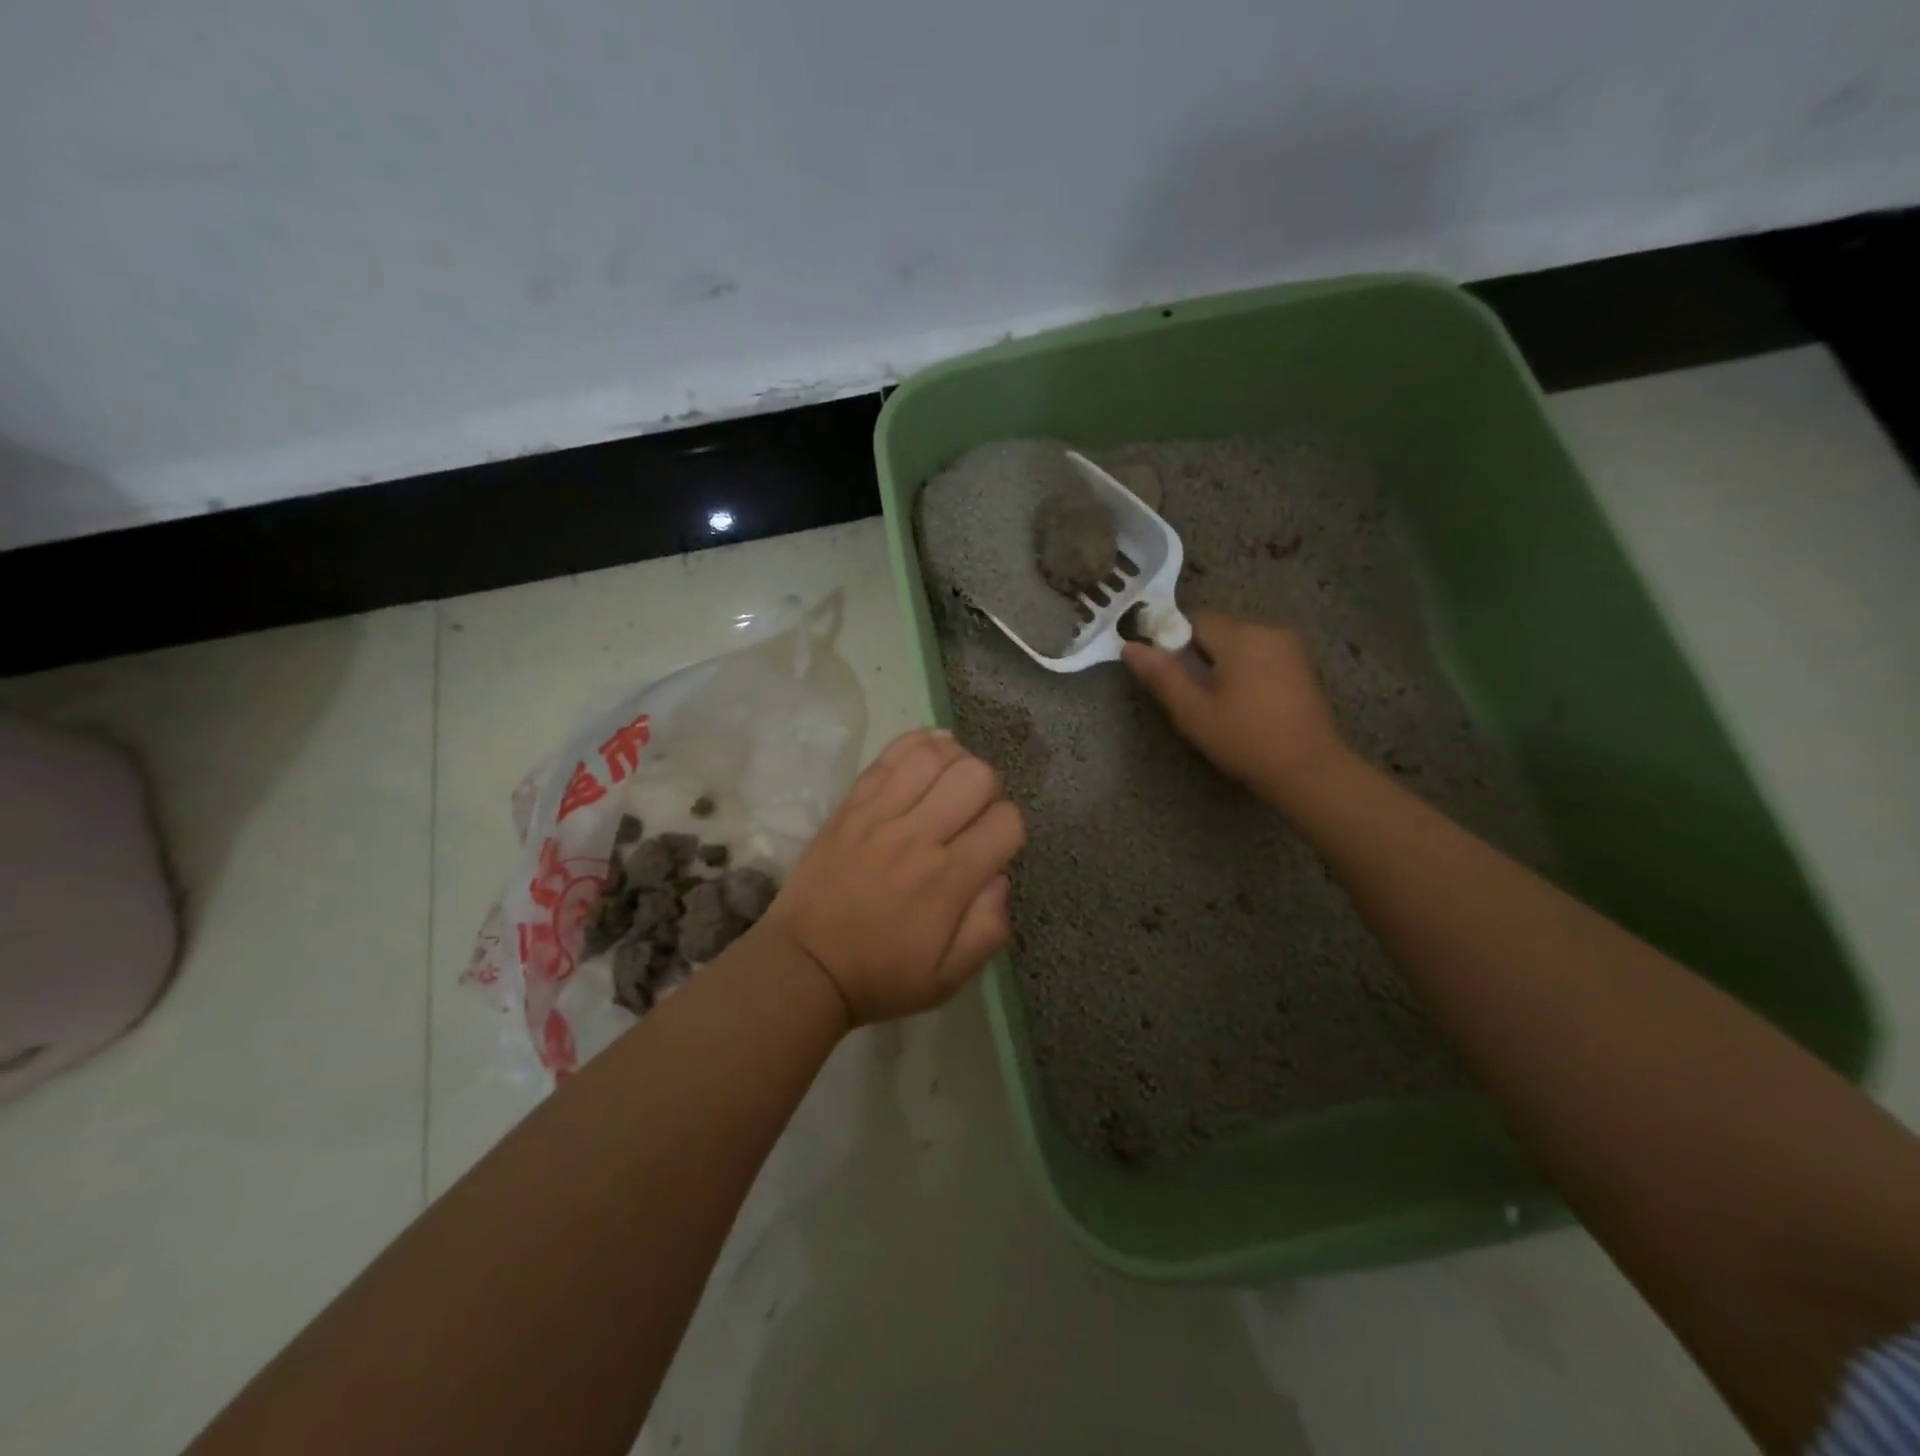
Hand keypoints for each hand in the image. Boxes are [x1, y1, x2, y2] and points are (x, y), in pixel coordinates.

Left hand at [761, 729, 1026, 1023]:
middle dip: (990, 789)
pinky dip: (917, 743)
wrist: (804, 965)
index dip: (1011, 830)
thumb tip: (1001, 878)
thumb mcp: (948, 979)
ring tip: (950, 782)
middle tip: (973, 813)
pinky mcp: (852, 804)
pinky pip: (889, 755)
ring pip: (934, 755)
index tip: (994, 846)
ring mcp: (880, 814)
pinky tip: (928, 756)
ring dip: (956, 761)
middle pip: (976, 775)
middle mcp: (918, 837)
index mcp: (948, 880)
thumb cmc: (881, 975)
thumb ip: (988, 931)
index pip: (1006, 822)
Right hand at [1122, 610, 1346, 805]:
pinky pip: (1259, 654)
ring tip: (1215, 702)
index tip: (1167, 674)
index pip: (1193, 620)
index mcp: (1240, 636)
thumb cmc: (1244, 739)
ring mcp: (1289, 647)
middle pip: (1217, 630)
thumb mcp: (1193, 711)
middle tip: (1190, 694)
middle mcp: (1267, 630)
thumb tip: (1129, 647)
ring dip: (1220, 663)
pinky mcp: (1300, 666)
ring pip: (1239, 642)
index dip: (1172, 642)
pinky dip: (1243, 670)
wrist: (1308, 770)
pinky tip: (1242, 703)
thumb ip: (1160, 675)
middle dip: (1197, 654)